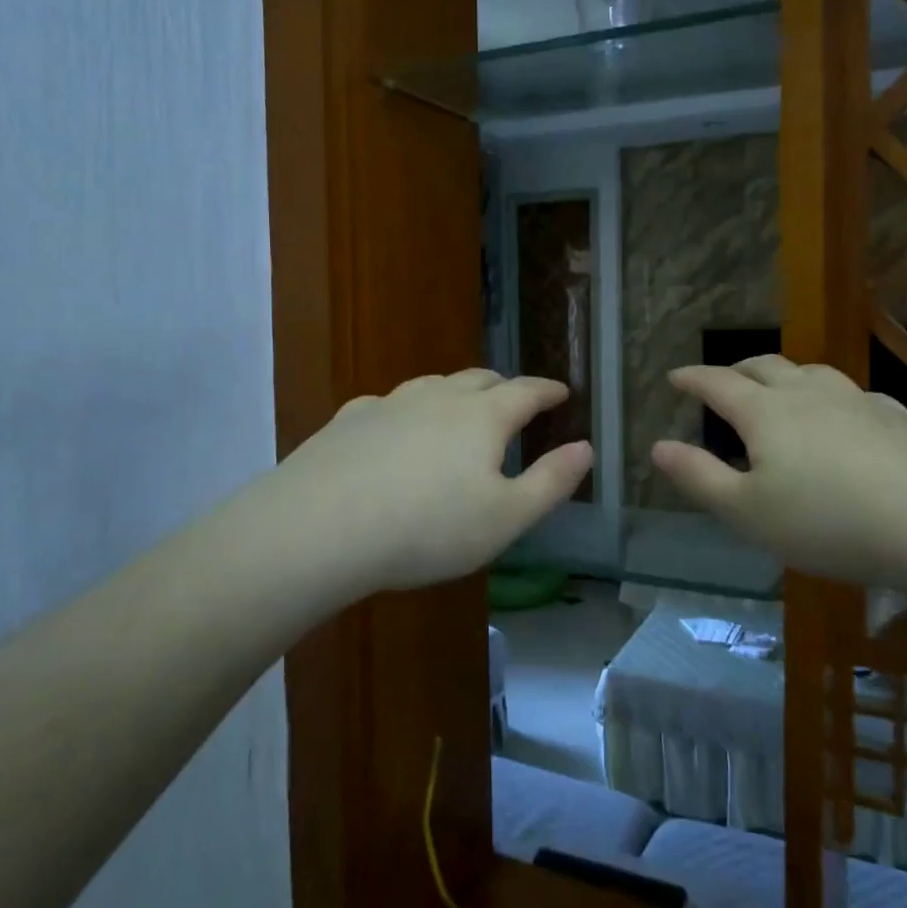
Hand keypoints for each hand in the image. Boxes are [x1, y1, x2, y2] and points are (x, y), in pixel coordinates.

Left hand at [233, 369, 591, 602]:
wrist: (321, 527)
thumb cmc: (429, 528)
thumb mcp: (506, 518)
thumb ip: (551, 482)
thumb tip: (585, 448)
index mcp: (482, 417)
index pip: (525, 392)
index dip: (547, 391)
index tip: (561, 391)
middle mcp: (438, 397)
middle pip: (480, 379)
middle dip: (504, 386)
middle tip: (515, 399)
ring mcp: (390, 403)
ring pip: (434, 385)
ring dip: (456, 392)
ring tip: (461, 409)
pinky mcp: (350, 419)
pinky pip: (390, 403)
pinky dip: (408, 410)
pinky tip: (397, 426)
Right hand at [651, 355, 906, 590]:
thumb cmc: (828, 521)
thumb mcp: (747, 512)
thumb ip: (699, 477)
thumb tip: (658, 446)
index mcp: (765, 413)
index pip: (718, 384)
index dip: (693, 378)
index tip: (675, 375)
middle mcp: (809, 394)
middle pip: (764, 367)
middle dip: (736, 370)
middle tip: (722, 379)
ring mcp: (858, 402)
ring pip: (812, 373)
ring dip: (786, 376)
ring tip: (780, 389)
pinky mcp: (899, 420)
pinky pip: (853, 397)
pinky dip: (832, 399)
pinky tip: (845, 418)